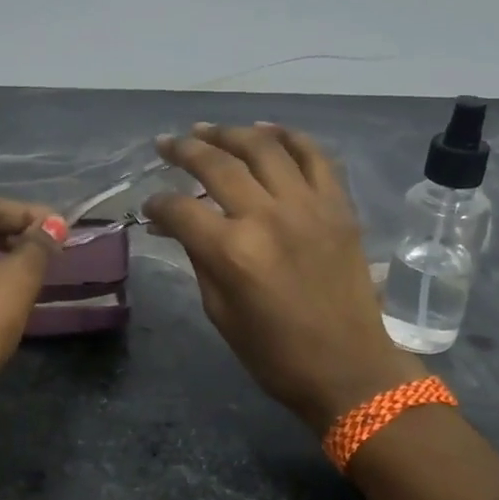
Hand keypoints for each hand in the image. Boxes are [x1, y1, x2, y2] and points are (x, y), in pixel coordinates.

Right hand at [143, 123, 423, 430]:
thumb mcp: (219, 312)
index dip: (157, 203)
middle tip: (166, 145)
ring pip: (264, 148)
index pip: (181, 209)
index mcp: (232, 252)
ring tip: (207, 131)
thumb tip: (173, 225)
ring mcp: (309, 206)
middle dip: (184, 150)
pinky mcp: (339, 206)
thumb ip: (197, 258)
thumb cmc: (274, 354)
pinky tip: (265, 131)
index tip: (150, 206)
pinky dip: (288, 137)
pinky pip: (314, 156)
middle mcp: (268, 217)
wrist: (348, 368)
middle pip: (218, 165)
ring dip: (230, 133)